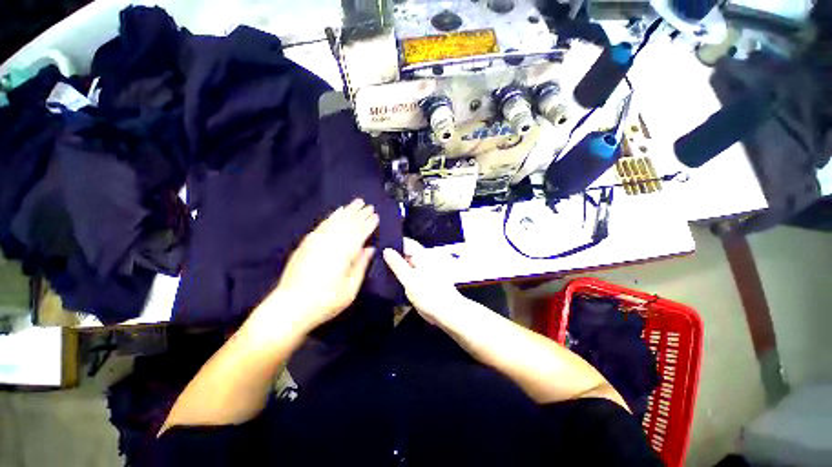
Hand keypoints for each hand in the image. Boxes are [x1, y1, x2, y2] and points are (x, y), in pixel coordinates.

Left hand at [269, 199, 378, 330]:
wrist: (290, 306)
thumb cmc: (325, 301)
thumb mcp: (350, 288)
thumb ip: (361, 265)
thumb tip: (370, 248)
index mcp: (345, 252)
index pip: (360, 232)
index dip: (369, 223)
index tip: (376, 215)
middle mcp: (332, 241)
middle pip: (349, 223)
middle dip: (360, 213)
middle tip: (369, 205)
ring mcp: (317, 240)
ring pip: (336, 220)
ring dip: (348, 210)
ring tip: (357, 202)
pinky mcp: (307, 242)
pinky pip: (323, 224)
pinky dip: (332, 216)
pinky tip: (337, 211)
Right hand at [383, 238, 465, 324]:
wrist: (446, 312)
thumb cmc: (429, 294)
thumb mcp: (409, 278)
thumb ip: (397, 264)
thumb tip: (386, 250)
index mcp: (422, 255)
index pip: (406, 242)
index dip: (392, 242)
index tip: (378, 245)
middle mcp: (422, 260)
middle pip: (405, 252)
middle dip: (392, 255)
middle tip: (374, 258)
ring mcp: (422, 270)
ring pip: (405, 264)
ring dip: (395, 266)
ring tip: (378, 268)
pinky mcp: (421, 281)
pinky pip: (408, 274)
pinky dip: (400, 275)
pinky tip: (389, 279)